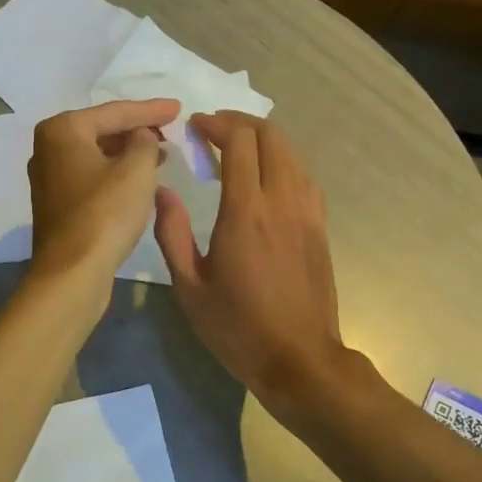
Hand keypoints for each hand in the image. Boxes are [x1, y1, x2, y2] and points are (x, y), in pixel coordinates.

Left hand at [27, 99, 176, 296]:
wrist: (73, 272)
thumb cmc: (105, 214)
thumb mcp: (137, 170)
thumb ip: (145, 141)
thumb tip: (141, 137)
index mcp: (62, 130)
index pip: (115, 112)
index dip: (151, 110)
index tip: (179, 108)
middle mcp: (47, 149)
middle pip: (102, 131)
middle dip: (137, 131)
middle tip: (170, 132)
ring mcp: (49, 179)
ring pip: (97, 156)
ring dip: (128, 155)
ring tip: (161, 154)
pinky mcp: (57, 205)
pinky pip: (92, 178)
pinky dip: (115, 175)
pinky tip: (138, 181)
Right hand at [153, 112, 346, 409]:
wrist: (298, 359)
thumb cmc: (236, 328)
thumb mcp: (189, 287)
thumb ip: (172, 234)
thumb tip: (161, 192)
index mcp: (245, 213)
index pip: (239, 142)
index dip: (216, 124)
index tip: (195, 126)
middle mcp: (282, 202)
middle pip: (271, 136)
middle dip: (240, 122)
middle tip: (213, 130)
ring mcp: (307, 213)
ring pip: (293, 153)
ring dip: (264, 139)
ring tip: (237, 148)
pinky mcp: (320, 228)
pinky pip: (304, 177)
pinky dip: (283, 162)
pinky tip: (267, 178)